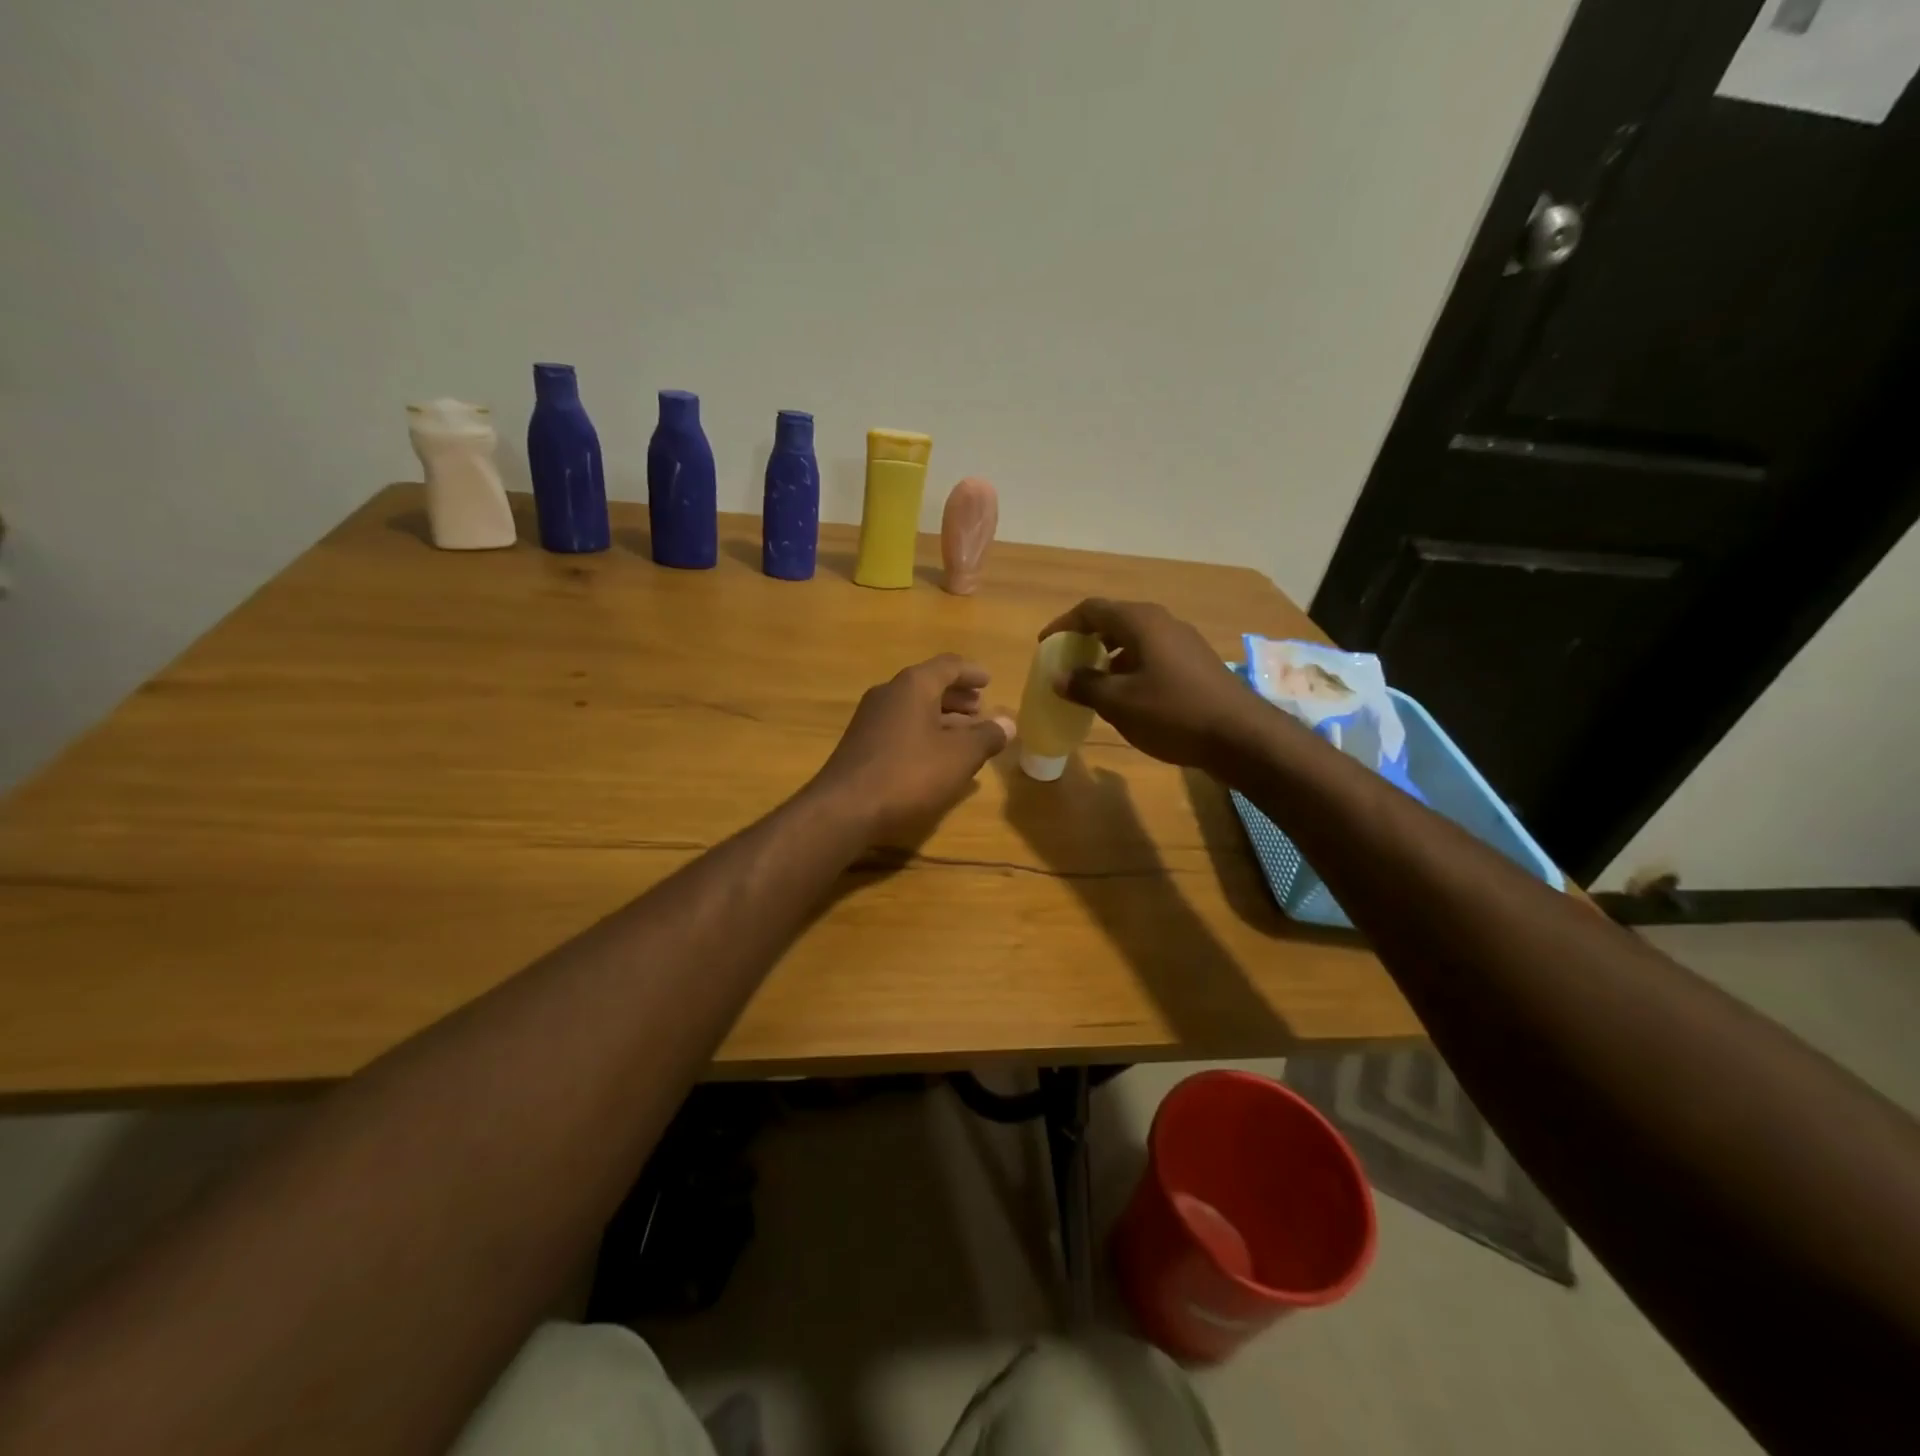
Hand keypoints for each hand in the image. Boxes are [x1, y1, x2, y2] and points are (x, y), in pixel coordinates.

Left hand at [812, 655, 1014, 843]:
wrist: (844, 809)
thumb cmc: (909, 774)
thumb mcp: (959, 757)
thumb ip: (986, 737)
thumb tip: (1009, 722)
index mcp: (914, 685)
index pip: (948, 665)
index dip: (972, 673)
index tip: (988, 681)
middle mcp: (889, 693)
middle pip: (929, 685)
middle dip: (957, 697)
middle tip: (980, 709)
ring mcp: (870, 718)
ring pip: (914, 708)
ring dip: (941, 717)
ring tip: (965, 734)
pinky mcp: (861, 744)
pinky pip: (901, 727)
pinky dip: (923, 733)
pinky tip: (936, 756)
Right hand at [1038, 599, 1255, 767]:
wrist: (1240, 736)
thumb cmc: (1173, 713)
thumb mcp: (1119, 703)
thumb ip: (1085, 686)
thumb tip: (1059, 677)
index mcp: (1141, 622)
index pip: (1092, 609)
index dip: (1064, 625)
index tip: (1045, 645)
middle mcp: (1163, 622)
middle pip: (1115, 620)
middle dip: (1086, 639)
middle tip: (1067, 662)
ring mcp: (1183, 642)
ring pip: (1135, 639)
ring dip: (1108, 655)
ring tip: (1092, 681)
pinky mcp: (1196, 663)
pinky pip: (1152, 654)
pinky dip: (1130, 667)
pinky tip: (1126, 695)